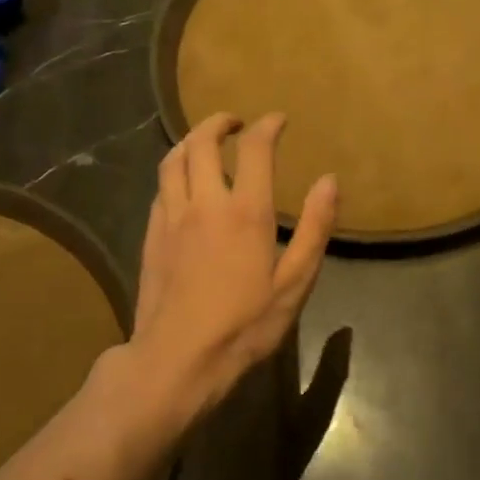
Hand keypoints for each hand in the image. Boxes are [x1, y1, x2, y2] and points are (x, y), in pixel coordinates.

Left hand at [127, 111, 336, 422]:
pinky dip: (175, 171)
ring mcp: (171, 217)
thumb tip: (329, 181)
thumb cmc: (244, 325)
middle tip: (236, 123)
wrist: (178, 358)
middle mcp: (204, 203)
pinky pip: (161, 188)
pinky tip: (184, 183)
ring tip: (206, 141)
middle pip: (203, 142)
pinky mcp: (151, 235)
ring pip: (173, 160)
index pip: (255, 149)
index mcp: (245, 212)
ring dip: (191, 140)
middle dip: (220, 123)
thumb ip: (314, 228)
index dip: (268, 127)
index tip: (279, 120)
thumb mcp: (295, 282)